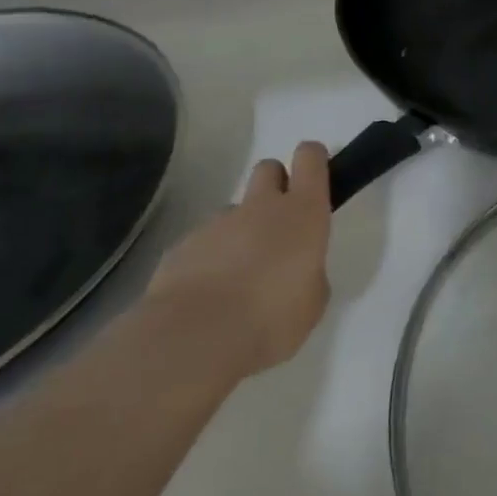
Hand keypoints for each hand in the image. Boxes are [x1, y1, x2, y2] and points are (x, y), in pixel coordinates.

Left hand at [147, 143, 332, 379]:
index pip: (310, 158)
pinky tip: (207, 296)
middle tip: (277, 226)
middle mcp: (261, 206)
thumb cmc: (272, 318)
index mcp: (303, 212)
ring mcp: (218, 223)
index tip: (313, 177)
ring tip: (237, 277)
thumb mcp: (313, 302)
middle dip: (275, 186)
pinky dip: (208, 259)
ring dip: (239, 231)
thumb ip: (310, 273)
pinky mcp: (182, 245)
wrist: (195, 338)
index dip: (312, 160)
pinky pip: (203, 242)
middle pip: (268, 168)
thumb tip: (297, 270)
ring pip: (234, 211)